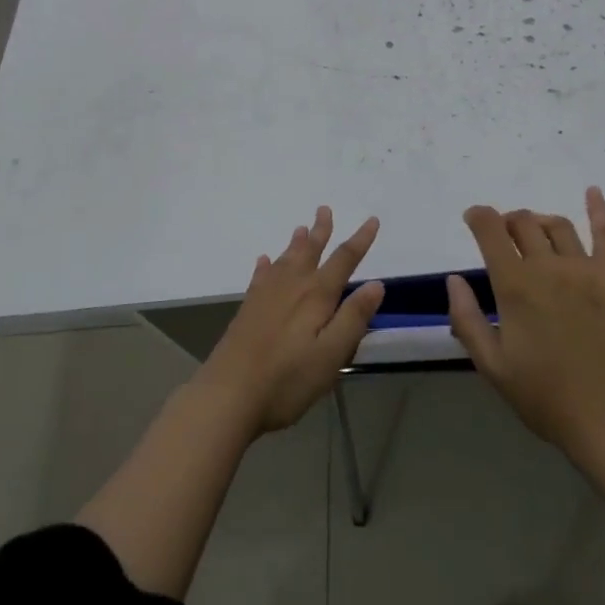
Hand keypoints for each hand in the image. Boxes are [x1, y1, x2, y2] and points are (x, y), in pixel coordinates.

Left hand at [197, 208, 385, 433]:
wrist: (227, 395)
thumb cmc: (287, 380)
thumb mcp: (331, 354)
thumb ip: (354, 318)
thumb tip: (376, 283)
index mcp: (316, 296)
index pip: (344, 260)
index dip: (360, 240)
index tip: (372, 220)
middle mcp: (292, 286)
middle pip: (310, 251)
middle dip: (321, 230)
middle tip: (324, 209)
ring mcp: (265, 296)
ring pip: (285, 259)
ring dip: (296, 243)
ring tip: (301, 228)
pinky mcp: (247, 310)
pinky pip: (260, 277)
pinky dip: (265, 266)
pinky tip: (263, 261)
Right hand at [447, 188, 604, 465]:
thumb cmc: (545, 398)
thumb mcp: (492, 366)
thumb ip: (467, 319)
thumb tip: (453, 279)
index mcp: (516, 286)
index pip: (491, 232)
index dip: (478, 217)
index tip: (472, 218)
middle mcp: (550, 267)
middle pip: (524, 223)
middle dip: (507, 221)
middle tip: (503, 235)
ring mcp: (586, 269)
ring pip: (558, 225)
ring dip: (539, 221)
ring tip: (533, 231)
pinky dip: (598, 209)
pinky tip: (592, 192)